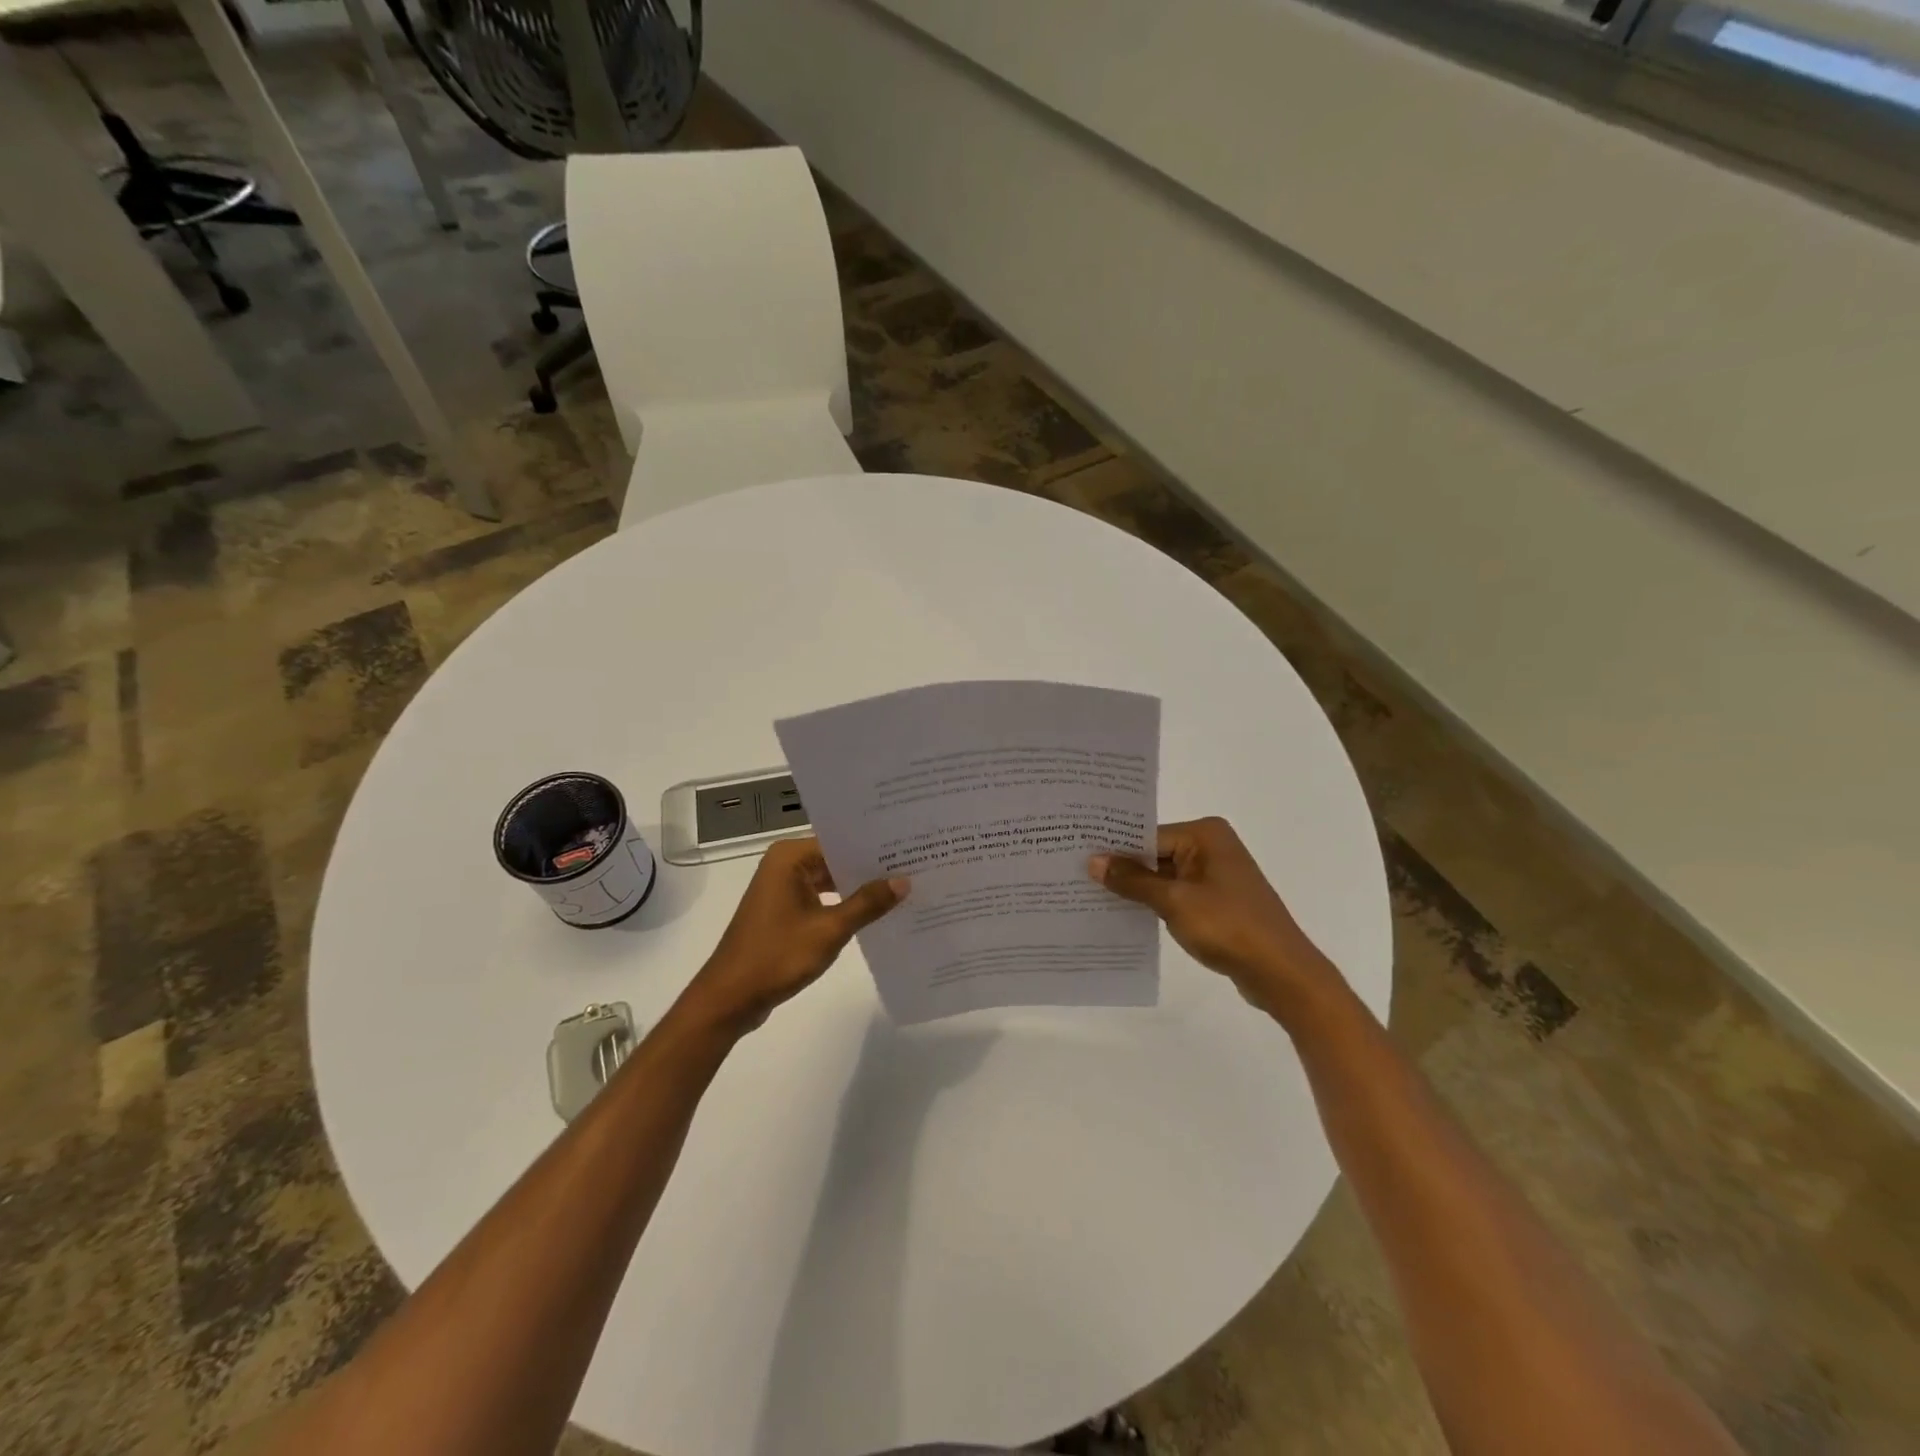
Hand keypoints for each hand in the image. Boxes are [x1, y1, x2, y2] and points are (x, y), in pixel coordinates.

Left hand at [681, 838, 906, 1035]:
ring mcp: (783, 889)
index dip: (874, 846)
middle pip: (836, 859)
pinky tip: (875, 913)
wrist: (730, 998)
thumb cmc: (777, 956)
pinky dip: (843, 905)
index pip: (840, 841)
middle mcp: (784, 865)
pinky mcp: (784, 912)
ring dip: (859, 889)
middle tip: (915, 866)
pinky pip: (821, 899)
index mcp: (790, 858)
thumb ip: (867, 903)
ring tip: (903, 888)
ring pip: (830, 881)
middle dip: (870, 868)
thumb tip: (904, 881)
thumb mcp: (829, 929)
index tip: (909, 846)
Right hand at [1089, 817, 1336, 1017]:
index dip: (1113, 849)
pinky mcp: (1216, 900)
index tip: (1075, 855)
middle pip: (1154, 853)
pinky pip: (1176, 894)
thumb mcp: (1174, 901)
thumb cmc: (1228, 927)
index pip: (1146, 834)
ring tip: (1090, 895)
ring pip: (1163, 875)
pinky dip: (1154, 902)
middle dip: (1122, 868)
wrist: (1281, 973)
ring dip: (1136, 888)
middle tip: (1075, 874)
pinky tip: (1124, 913)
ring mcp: (1215, 875)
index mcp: (1205, 834)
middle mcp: (1211, 846)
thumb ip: (1132, 880)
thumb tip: (1093, 861)